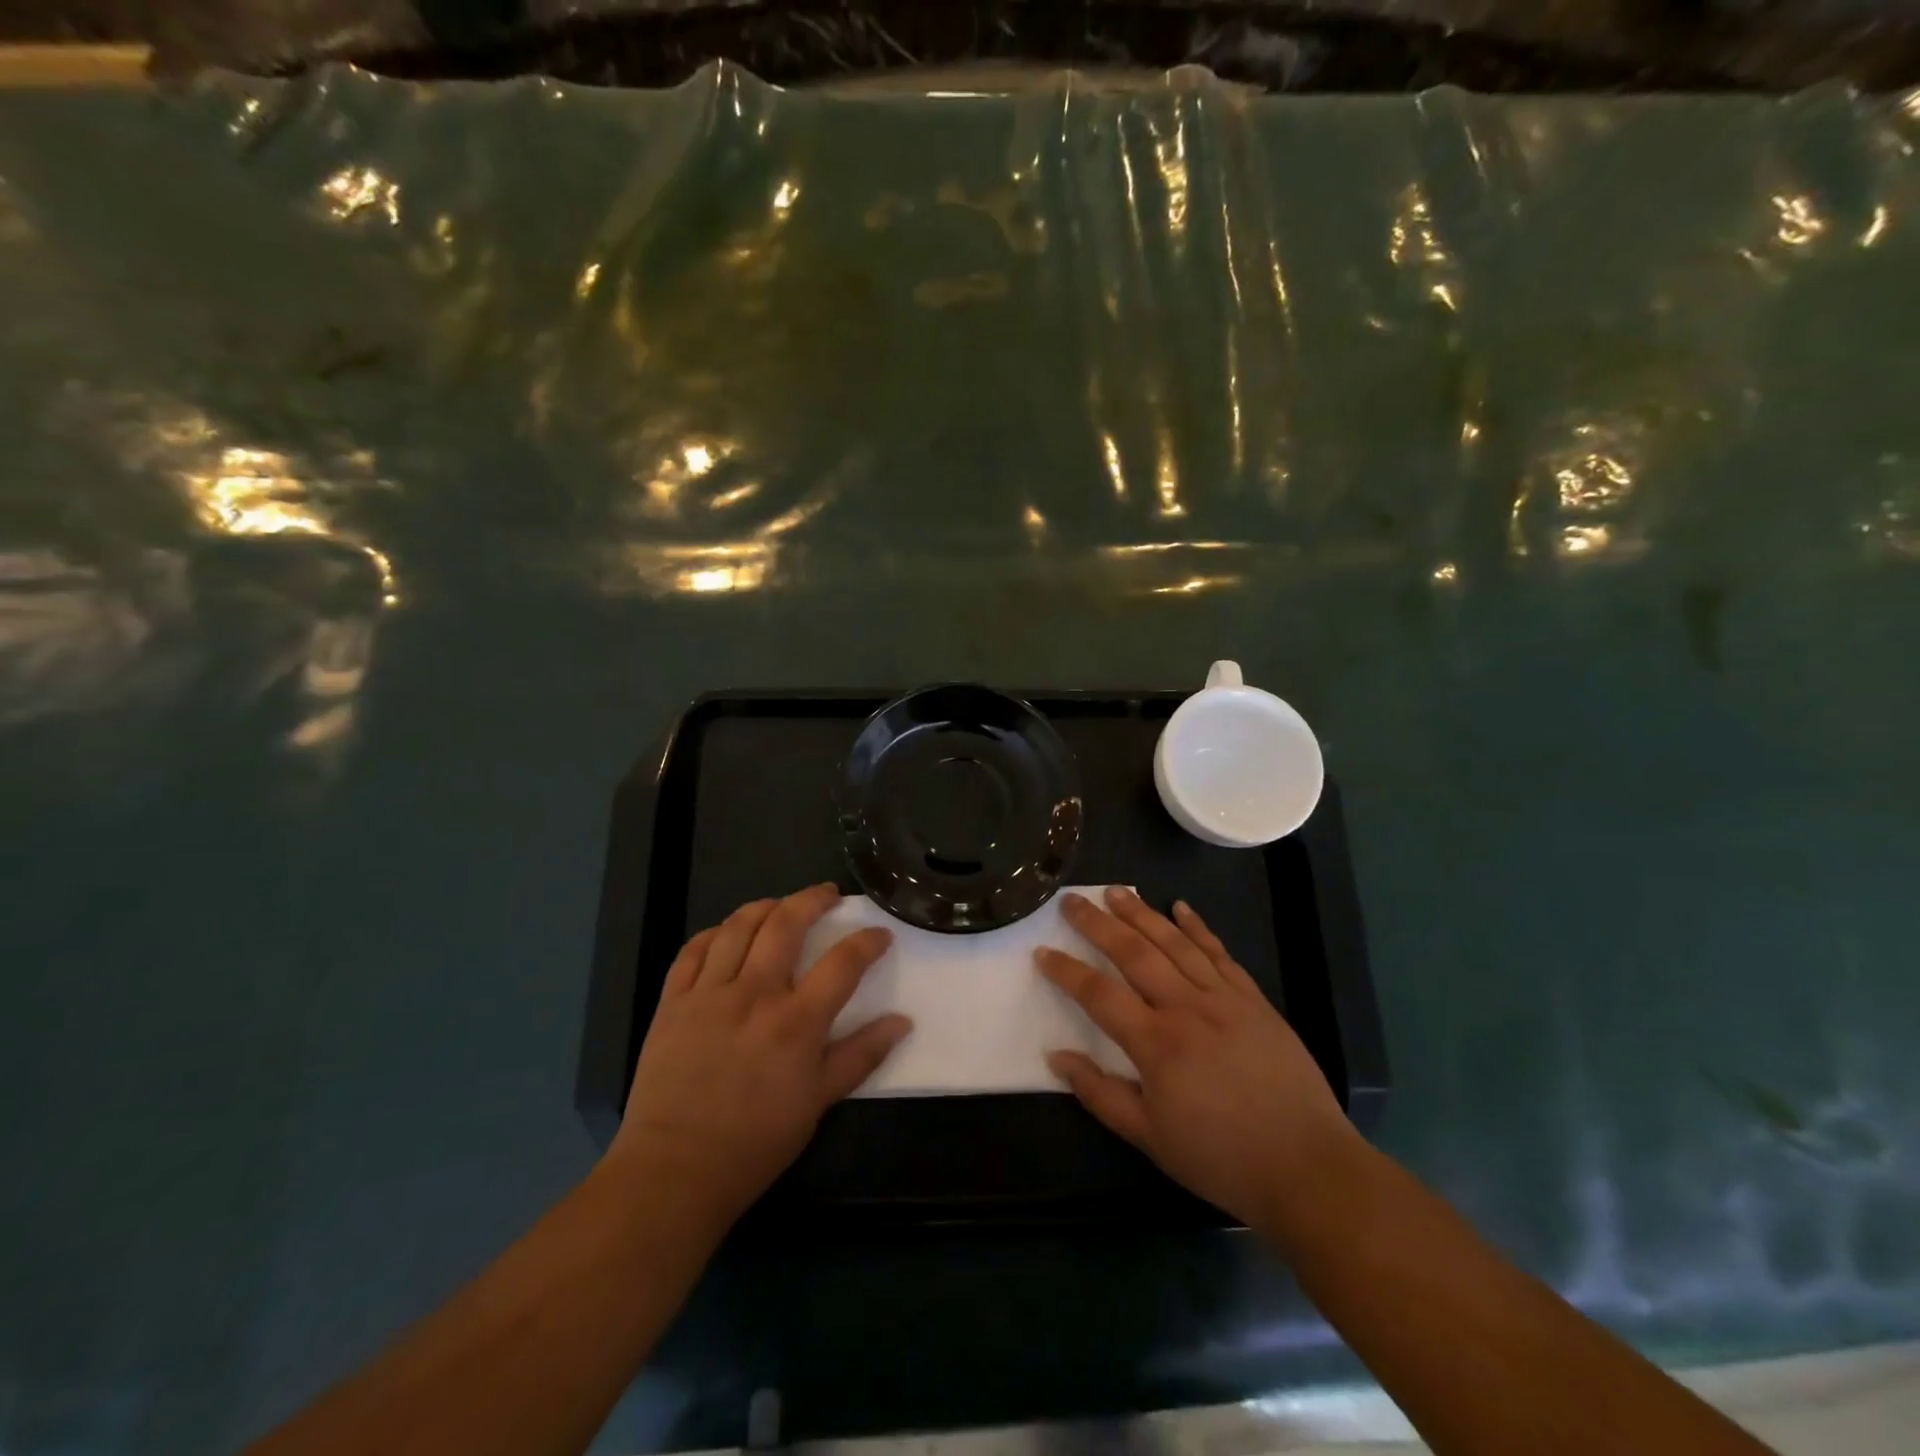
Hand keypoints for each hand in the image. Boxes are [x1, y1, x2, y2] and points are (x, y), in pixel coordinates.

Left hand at [610, 884, 910, 1229]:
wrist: (675, 1169)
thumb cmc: (756, 1141)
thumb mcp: (819, 1103)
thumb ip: (861, 1055)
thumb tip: (903, 1021)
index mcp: (796, 1021)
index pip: (843, 962)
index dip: (867, 941)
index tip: (880, 934)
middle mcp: (754, 994)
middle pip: (786, 924)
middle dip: (812, 899)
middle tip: (827, 894)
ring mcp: (708, 993)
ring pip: (738, 926)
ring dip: (765, 906)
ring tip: (780, 905)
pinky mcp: (672, 1002)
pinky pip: (692, 950)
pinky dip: (713, 932)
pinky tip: (725, 933)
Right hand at [1038, 887, 1357, 1226]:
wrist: (1306, 1165)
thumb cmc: (1220, 1158)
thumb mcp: (1149, 1139)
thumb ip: (1100, 1094)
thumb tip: (1057, 1056)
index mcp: (1156, 1044)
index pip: (1098, 994)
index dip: (1066, 971)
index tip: (1042, 951)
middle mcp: (1186, 1007)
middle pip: (1133, 953)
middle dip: (1097, 923)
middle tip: (1071, 900)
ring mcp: (1223, 998)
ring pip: (1174, 943)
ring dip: (1141, 913)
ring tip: (1115, 891)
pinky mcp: (1253, 999)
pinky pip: (1219, 952)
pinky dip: (1197, 927)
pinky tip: (1180, 907)